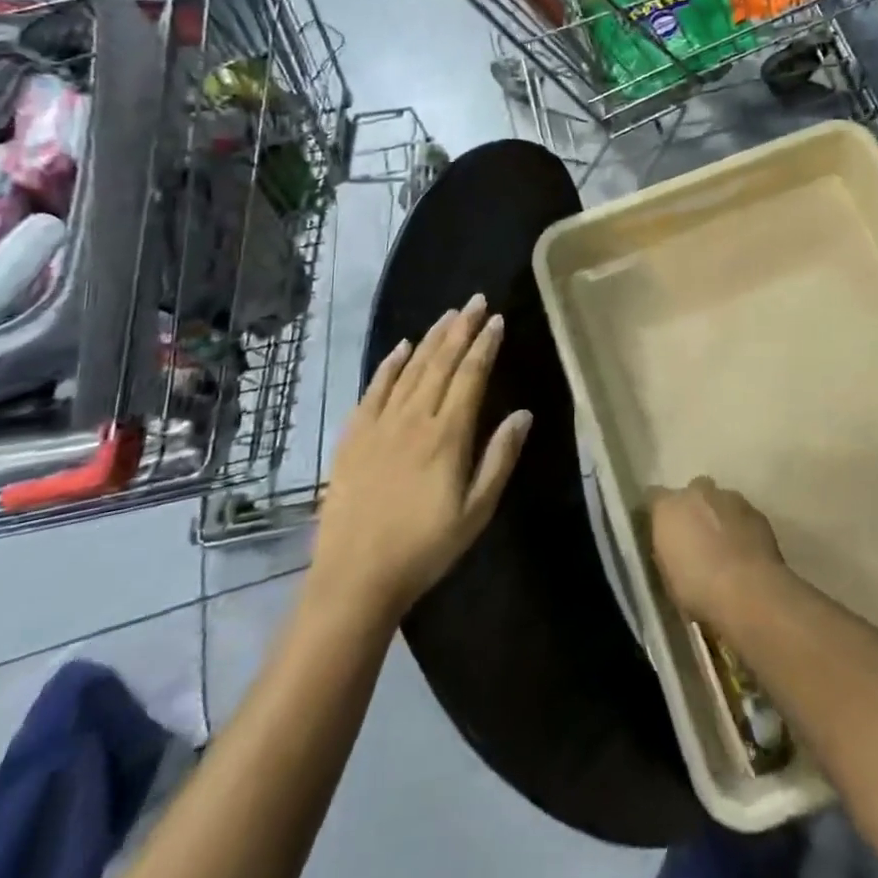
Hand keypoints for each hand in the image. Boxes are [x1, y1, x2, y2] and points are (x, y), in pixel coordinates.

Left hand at [313, 296, 530, 618]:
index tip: (495, 319)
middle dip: (461, 328)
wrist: (355, 578)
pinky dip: (389, 364)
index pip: (471, 376)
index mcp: (448, 435)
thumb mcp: (476, 511)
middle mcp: (414, 418)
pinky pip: (374, 388)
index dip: (484, 345)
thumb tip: (524, 413)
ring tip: (448, 314)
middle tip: (475, 300)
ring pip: (411, 369)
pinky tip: (401, 347)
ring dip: (431, 338)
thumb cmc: (425, 548)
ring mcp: (380, 424)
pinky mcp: (354, 435)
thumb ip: (500, 458)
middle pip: (441, 363)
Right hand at [647, 477, 785, 629]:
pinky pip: (743, 515)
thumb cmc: (699, 590)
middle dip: (693, 510)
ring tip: (724, 548)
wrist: (750, 593)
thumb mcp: (667, 577)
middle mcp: (697, 493)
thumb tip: (671, 547)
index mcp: (668, 508)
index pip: (653, 496)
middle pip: (691, 492)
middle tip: (696, 539)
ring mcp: (730, 498)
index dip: (658, 513)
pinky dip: (741, 528)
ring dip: (718, 517)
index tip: (662, 532)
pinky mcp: (757, 511)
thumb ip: (666, 551)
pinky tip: (744, 553)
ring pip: (719, 501)